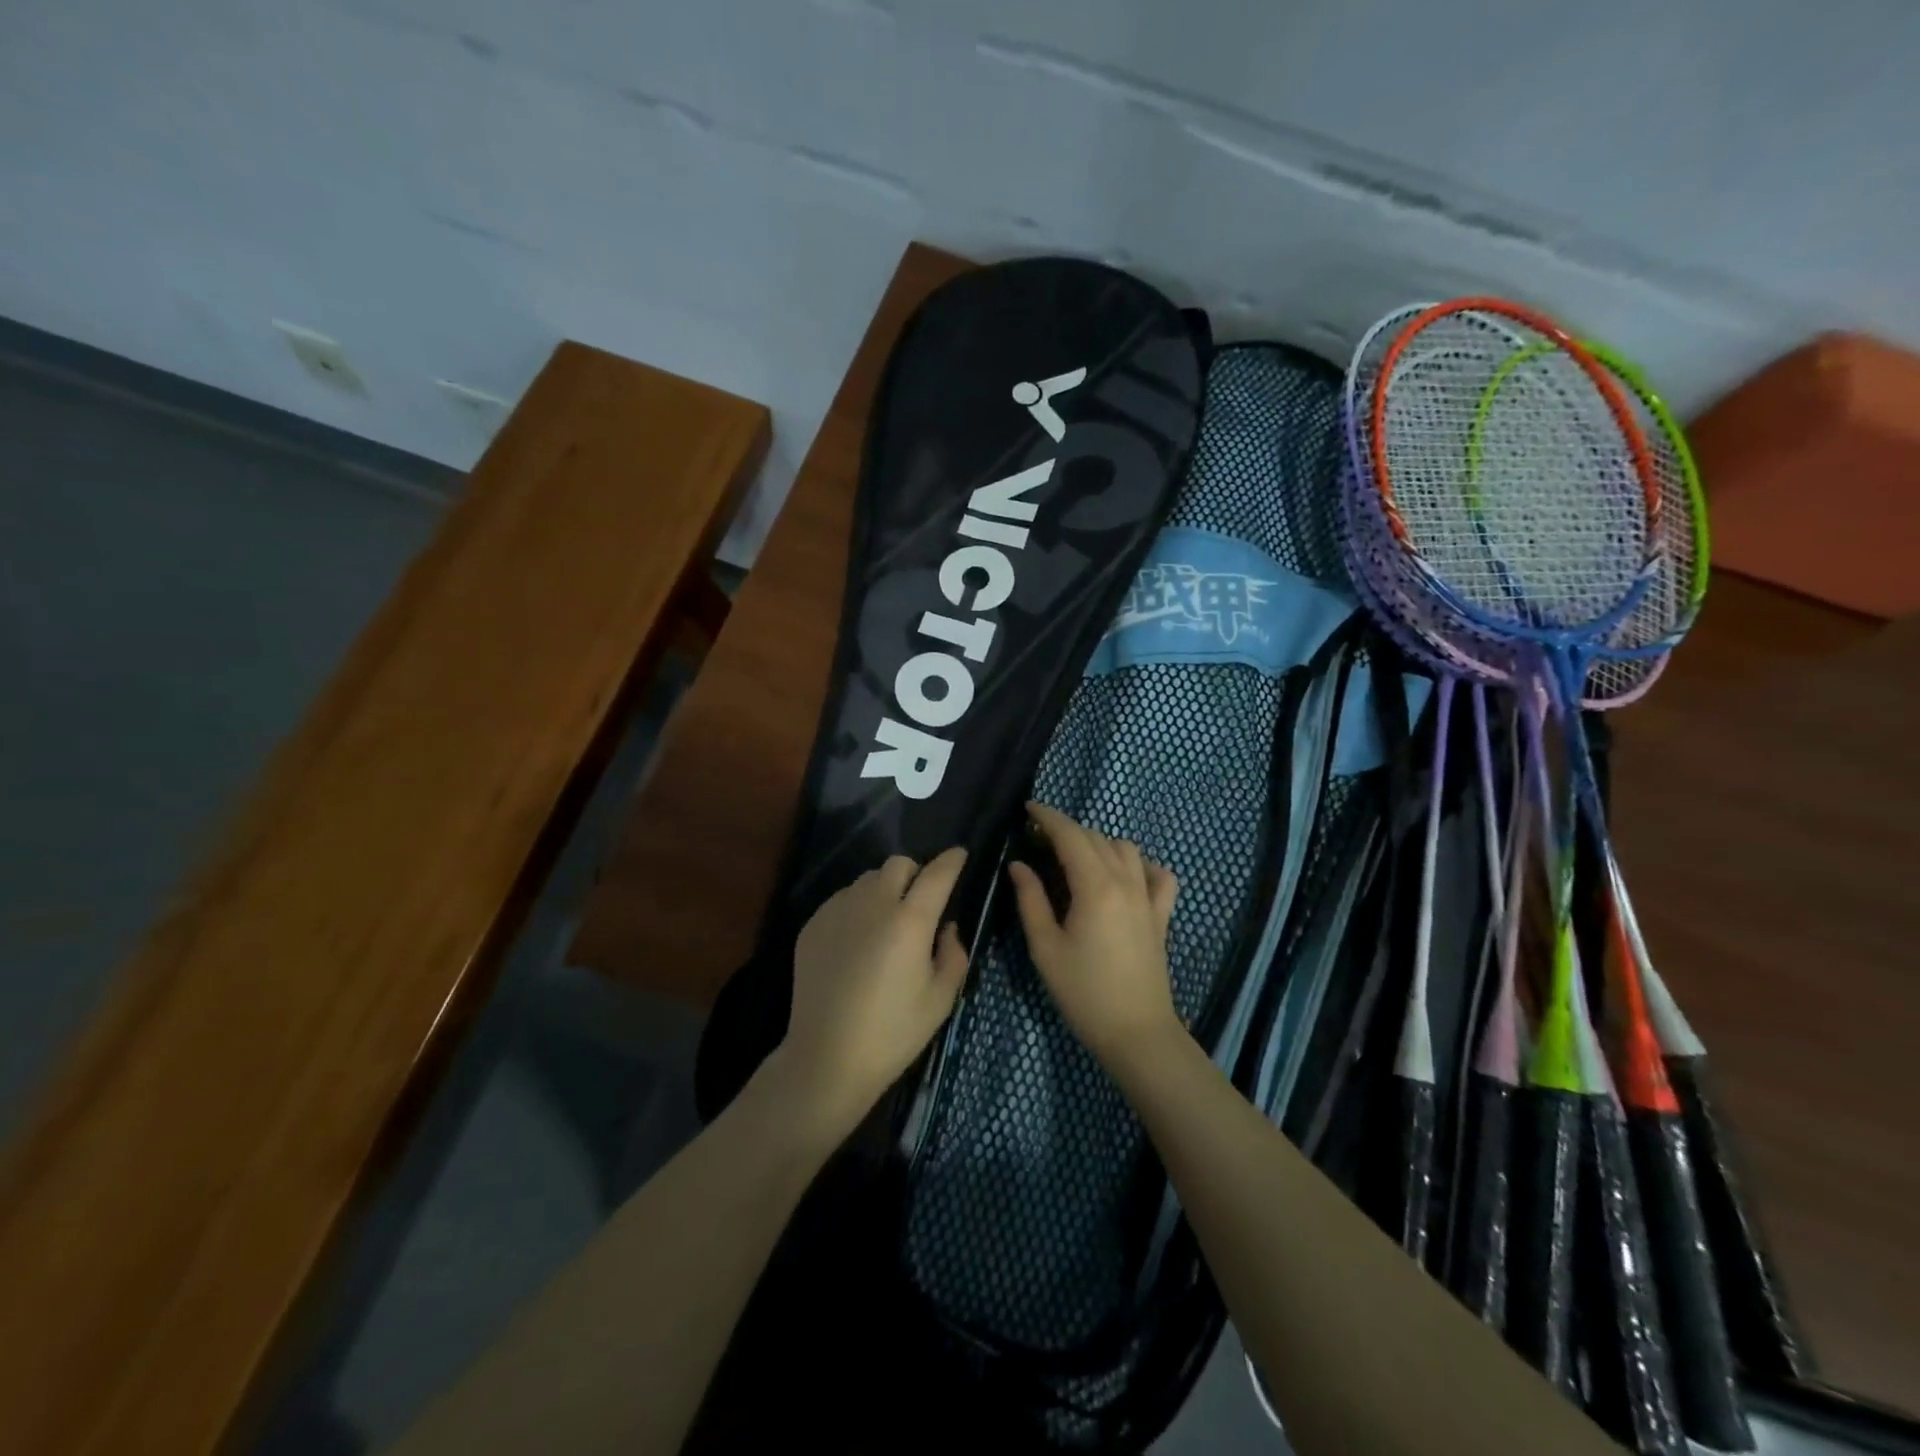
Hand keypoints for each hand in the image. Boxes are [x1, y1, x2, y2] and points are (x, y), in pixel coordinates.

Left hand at [769, 848, 969, 1142]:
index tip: (960, 856)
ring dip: (884, 890)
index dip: (952, 860)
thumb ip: (953, 953)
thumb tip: (946, 928)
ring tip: (886, 922)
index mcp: (911, 920)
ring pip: (867, 880)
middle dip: (915, 874)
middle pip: (898, 864)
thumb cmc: (893, 1032)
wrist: (826, 1058)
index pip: (937, 873)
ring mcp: (838, 911)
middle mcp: (873, 904)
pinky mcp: (813, 924)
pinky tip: (857, 941)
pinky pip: (842, 899)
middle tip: (920, 902)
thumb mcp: (941, 999)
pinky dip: (857, 908)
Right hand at [1008, 802, 1181, 1066]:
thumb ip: (1031, 900)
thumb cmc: (1083, 993)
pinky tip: (1126, 874)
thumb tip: (1019, 865)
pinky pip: (1159, 875)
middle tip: (1040, 839)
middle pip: (1096, 837)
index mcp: (1094, 887)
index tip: (1028, 809)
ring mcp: (1148, 897)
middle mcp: (1125, 882)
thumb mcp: (1045, 948)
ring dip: (1099, 842)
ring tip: (1076, 857)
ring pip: (1126, 848)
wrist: (1136, 1033)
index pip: (1070, 835)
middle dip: (1067, 829)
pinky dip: (1141, 865)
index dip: (1048, 817)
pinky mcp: (1162, 915)